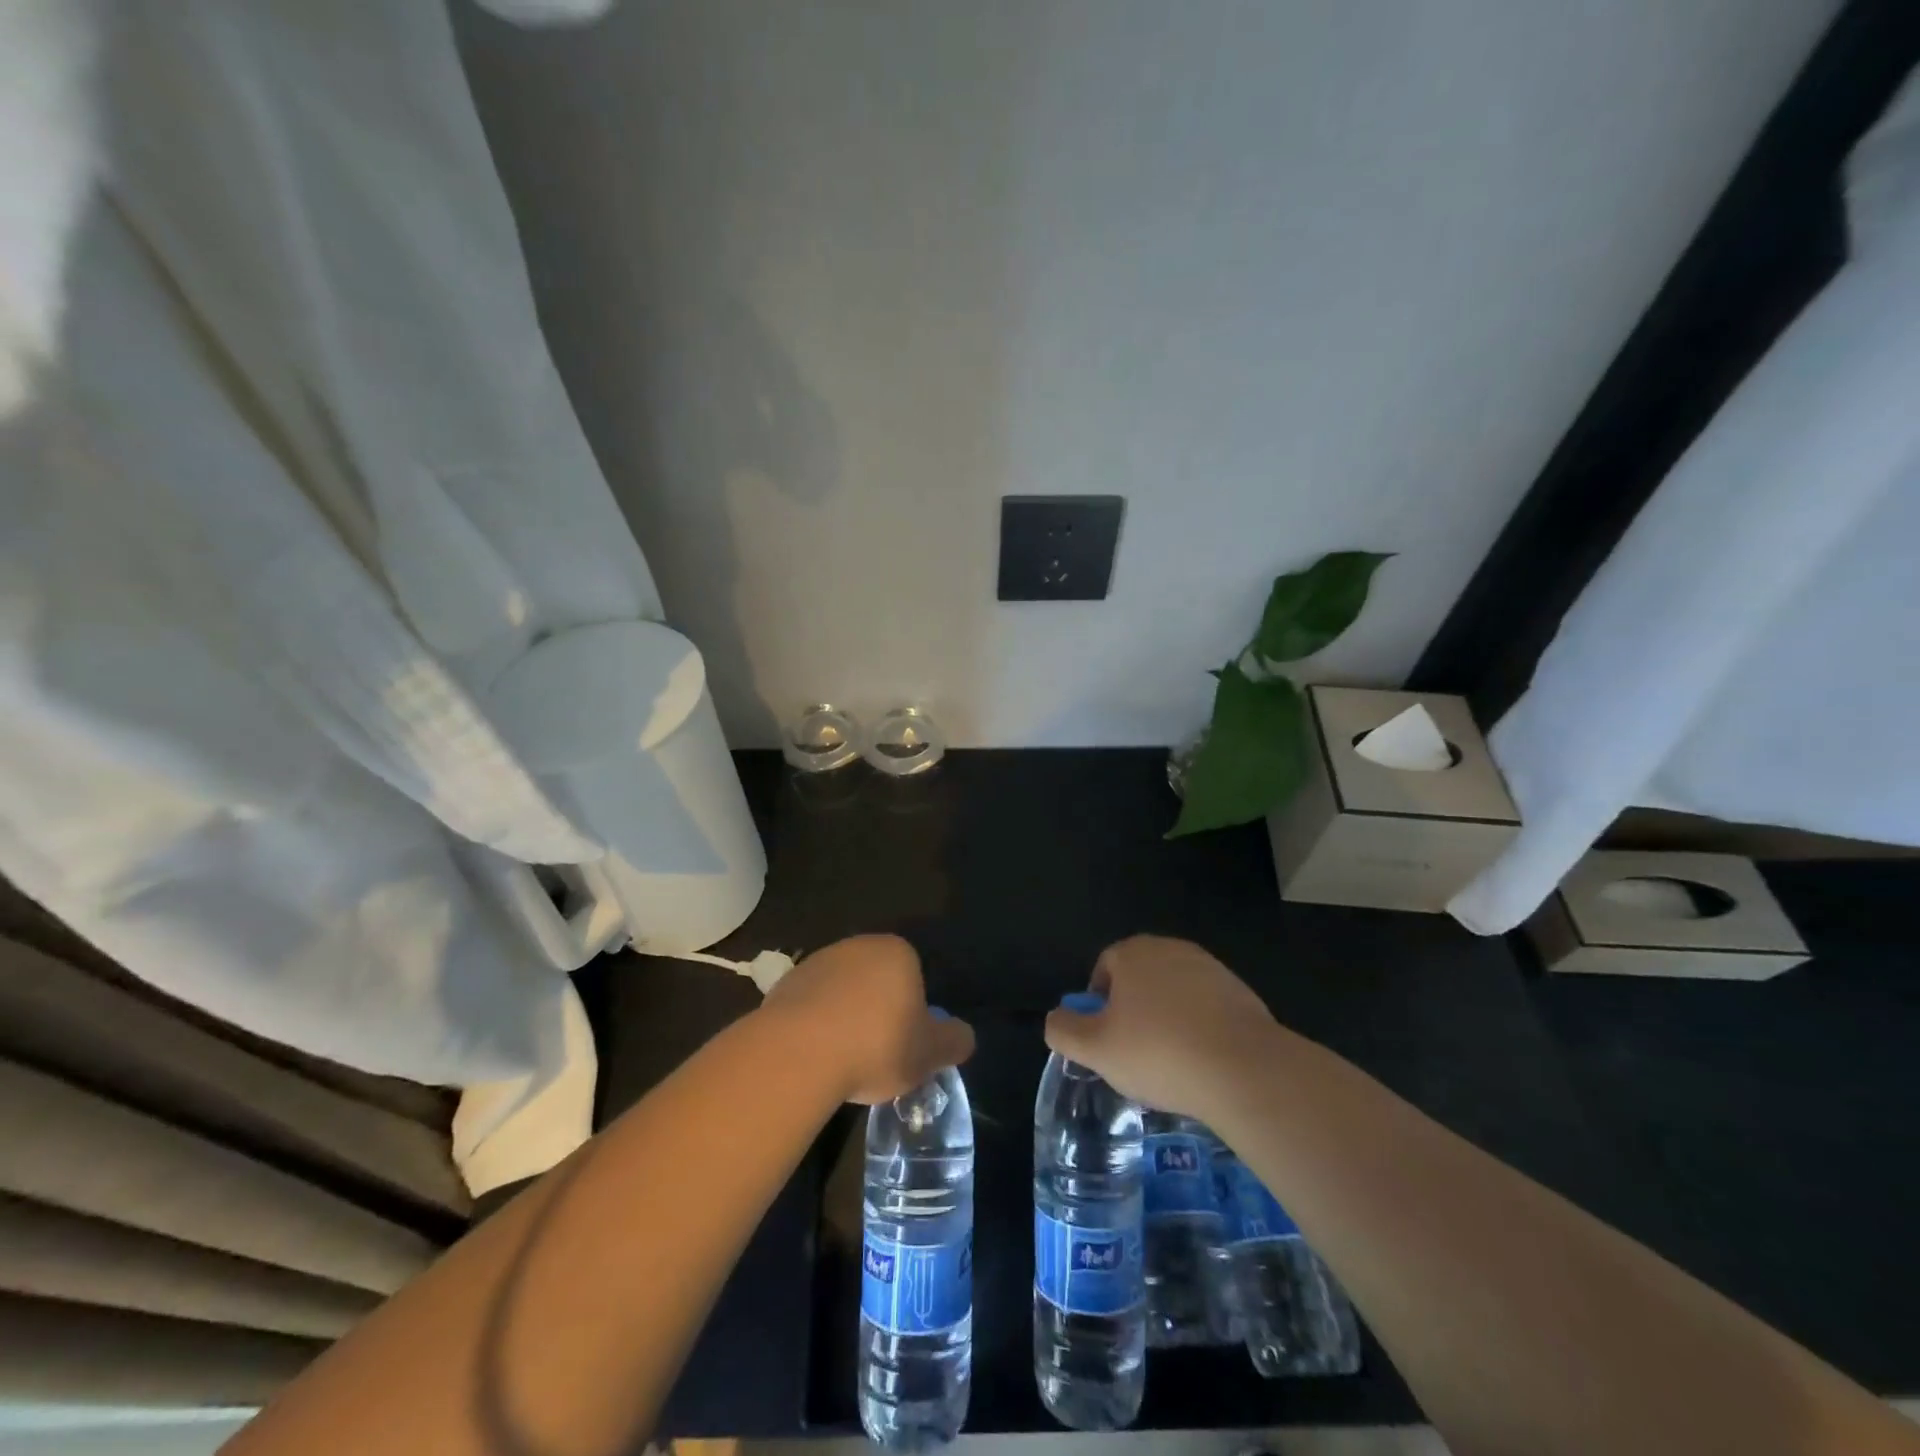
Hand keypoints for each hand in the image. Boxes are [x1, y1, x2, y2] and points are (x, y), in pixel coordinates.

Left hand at [756, 934, 974, 1104]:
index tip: (906, 1044)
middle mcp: (857, 946)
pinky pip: (810, 1007)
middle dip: (878, 1011)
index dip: (913, 1011)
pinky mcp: (784, 985)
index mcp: (897, 951)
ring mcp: (817, 962)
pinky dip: (815, 1026)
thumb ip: (954, 1041)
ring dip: (845, 1017)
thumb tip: (963, 1036)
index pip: (914, 975)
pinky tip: (815, 1057)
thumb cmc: (876, 1044)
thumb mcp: (930, 1053)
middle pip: (876, 981)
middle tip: (878, 1054)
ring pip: (842, 992)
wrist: (799, 1052)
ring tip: (844, 1060)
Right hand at [1044, 935, 1279, 1118]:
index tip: (1104, 1039)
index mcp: (1133, 953)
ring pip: (1174, 993)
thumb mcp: (1095, 1049)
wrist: (1243, 1069)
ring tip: (1170, 1064)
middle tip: (1133, 1053)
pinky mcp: (1241, 993)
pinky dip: (1199, 1029)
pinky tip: (1202, 1063)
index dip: (1098, 1004)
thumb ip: (1064, 1030)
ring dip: (1167, 1020)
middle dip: (1133, 1011)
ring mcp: (1210, 968)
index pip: (1104, 968)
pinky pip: (1207, 1009)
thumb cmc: (1158, 1052)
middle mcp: (1171, 948)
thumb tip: (1055, 1019)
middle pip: (1140, 978)